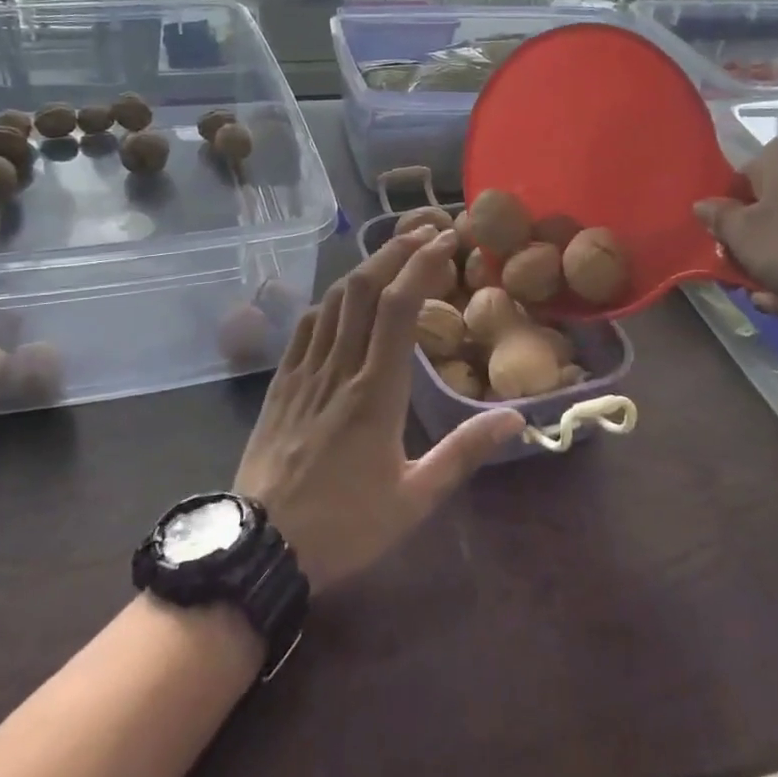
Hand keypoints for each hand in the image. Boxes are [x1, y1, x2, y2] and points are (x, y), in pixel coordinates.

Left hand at [235, 227, 523, 593]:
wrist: (260, 545)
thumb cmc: (344, 526)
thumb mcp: (415, 498)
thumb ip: (464, 452)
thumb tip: (516, 417)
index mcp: (375, 392)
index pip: (399, 308)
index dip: (423, 265)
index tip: (448, 241)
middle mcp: (339, 368)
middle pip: (365, 288)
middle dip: (396, 249)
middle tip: (427, 231)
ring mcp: (304, 371)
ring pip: (334, 299)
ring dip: (366, 267)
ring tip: (394, 253)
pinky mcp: (281, 382)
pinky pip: (307, 325)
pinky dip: (331, 299)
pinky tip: (344, 298)